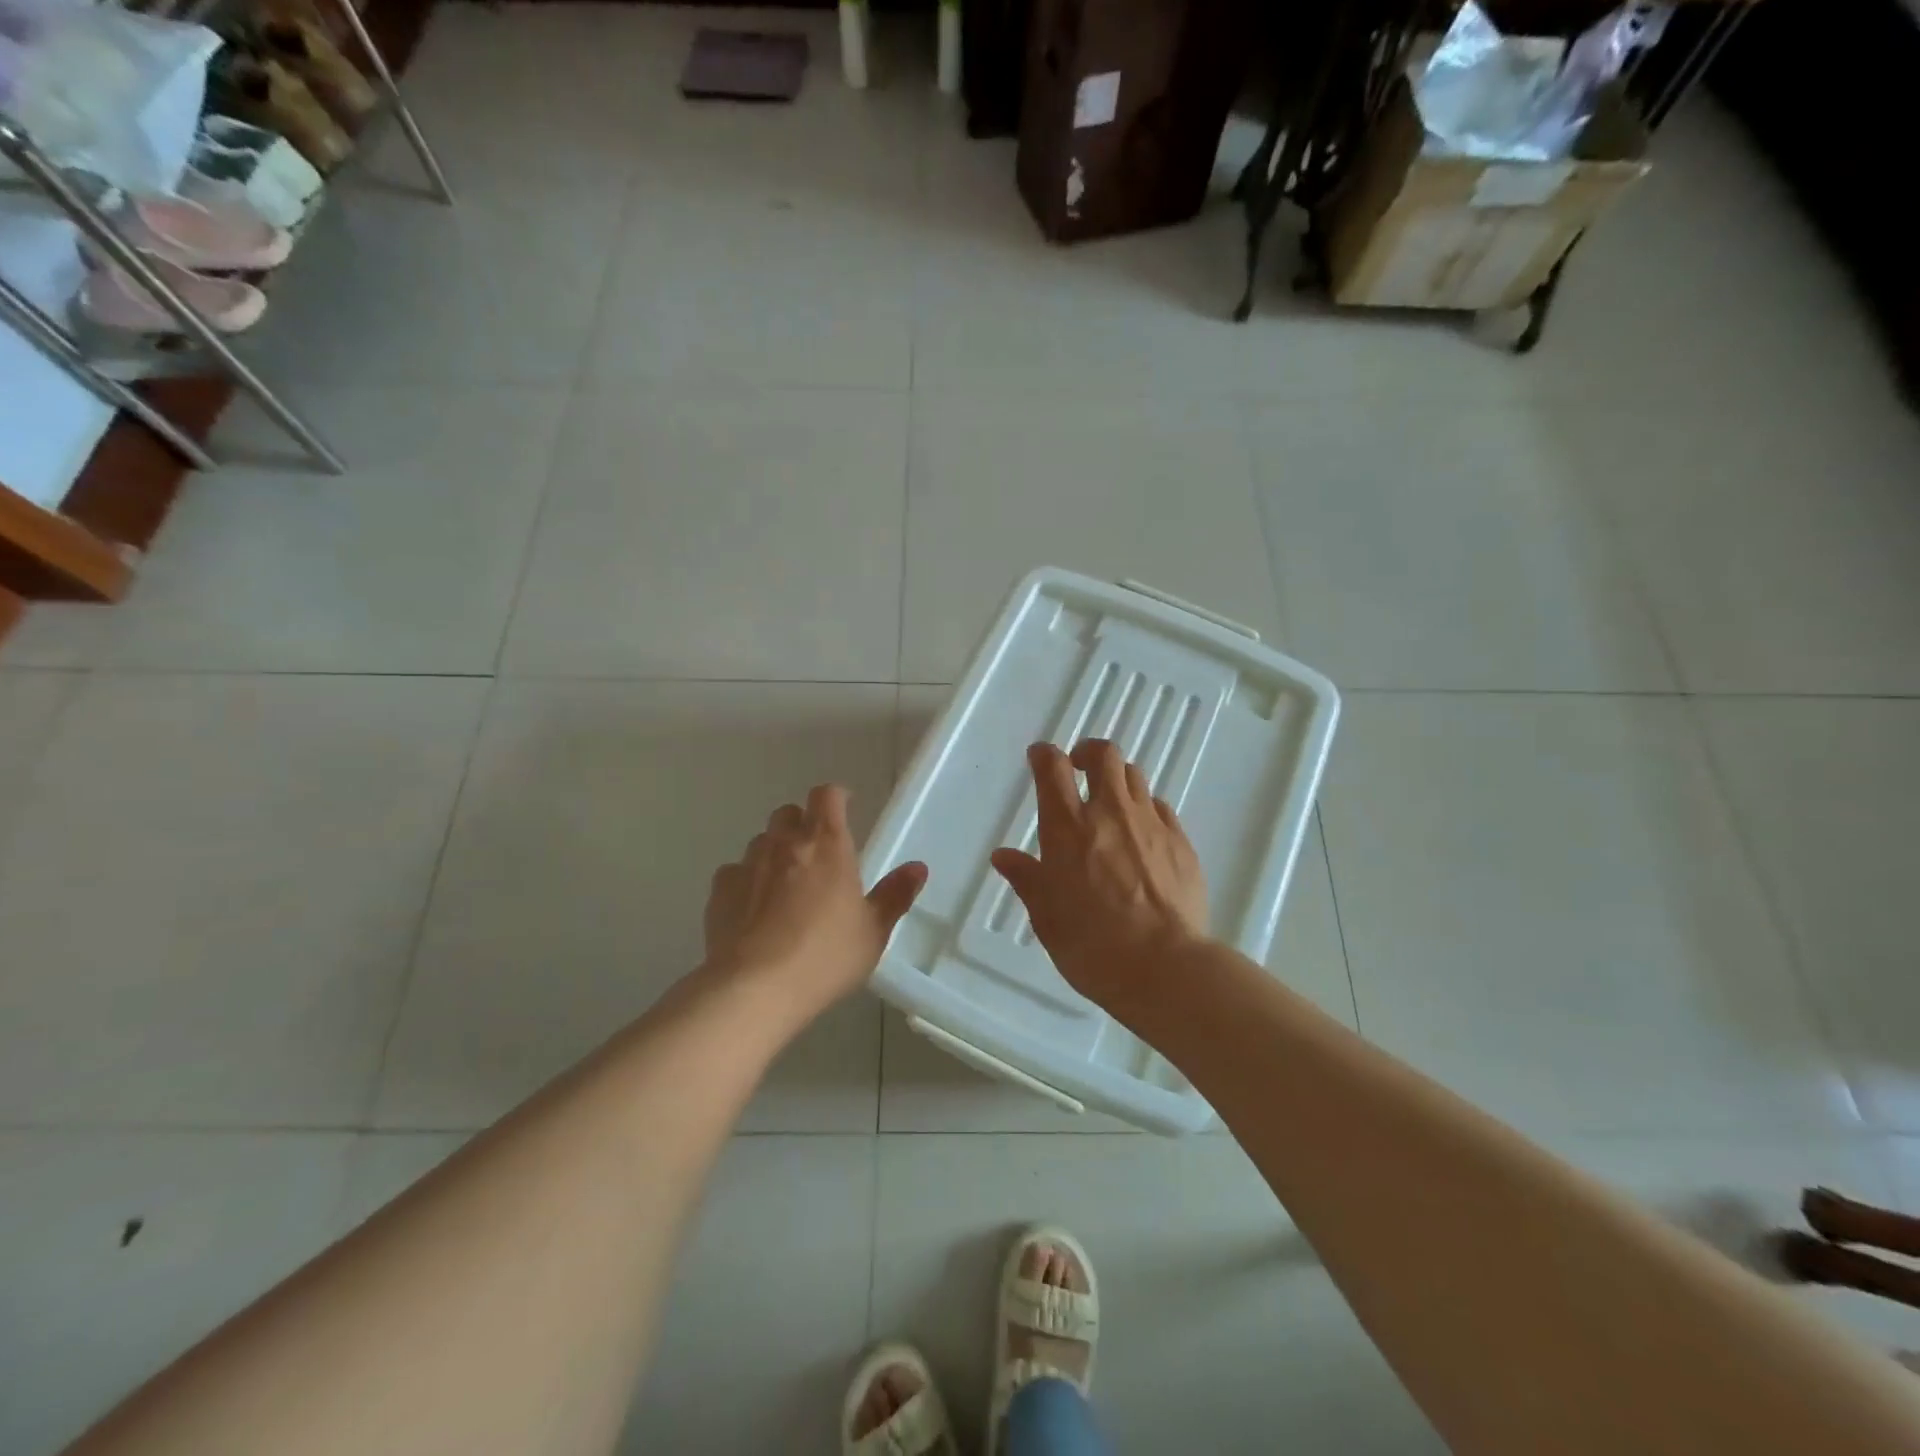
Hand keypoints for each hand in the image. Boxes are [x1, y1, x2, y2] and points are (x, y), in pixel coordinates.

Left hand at [703, 784, 927, 1025]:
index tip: (844, 808)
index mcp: (827, 845)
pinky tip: (753, 911)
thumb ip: (895, 895)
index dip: (835, 797)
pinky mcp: (719, 892)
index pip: (827, 795)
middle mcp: (785, 844)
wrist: (755, 989)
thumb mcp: (873, 932)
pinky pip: (734, 873)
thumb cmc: (825, 956)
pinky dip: (746, 882)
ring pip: (761, 841)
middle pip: (788, 813)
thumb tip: (918, 868)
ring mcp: (748, 865)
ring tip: (784, 886)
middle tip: (816, 854)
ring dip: (774, 853)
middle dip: (802, 824)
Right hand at [991, 740, 1207, 1018]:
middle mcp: (1109, 812)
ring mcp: (1150, 824)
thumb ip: (1026, 878)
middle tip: (1080, 768)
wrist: (1163, 966)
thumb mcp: (1046, 915)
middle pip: (1104, 756)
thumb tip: (1003, 856)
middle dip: (1089, 752)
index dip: (1044, 755)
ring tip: (1111, 801)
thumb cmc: (1091, 944)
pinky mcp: (1181, 842)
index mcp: (1068, 827)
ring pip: (1135, 776)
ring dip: (1118, 779)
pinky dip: (1145, 809)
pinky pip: (1160, 808)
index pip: (1053, 768)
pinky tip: (1142, 834)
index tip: (1040, 757)